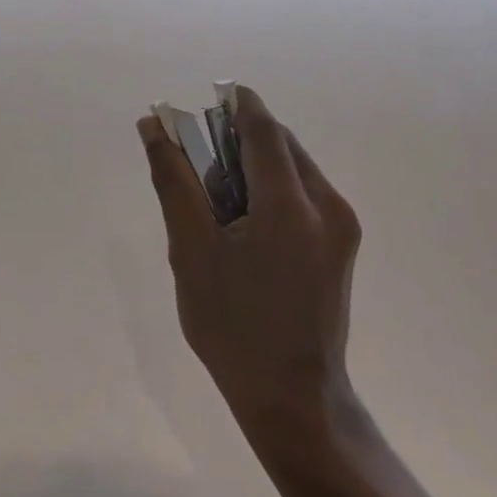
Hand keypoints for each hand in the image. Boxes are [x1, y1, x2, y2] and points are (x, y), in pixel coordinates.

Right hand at [137, 87, 360, 427]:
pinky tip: (245, 217)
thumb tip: (154, 127)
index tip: (207, 98)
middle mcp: (328, 206)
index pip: (264, 130)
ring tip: (217, 189)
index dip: (236, 105)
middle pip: (282, 146)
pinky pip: (305, 194)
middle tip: (200, 153)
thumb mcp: (190, 250)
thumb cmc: (232, 326)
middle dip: (241, 137)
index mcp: (292, 205)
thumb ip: (173, 181)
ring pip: (296, 168)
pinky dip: (274, 188)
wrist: (292, 398)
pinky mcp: (343, 247)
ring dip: (257, 163)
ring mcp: (342, 228)